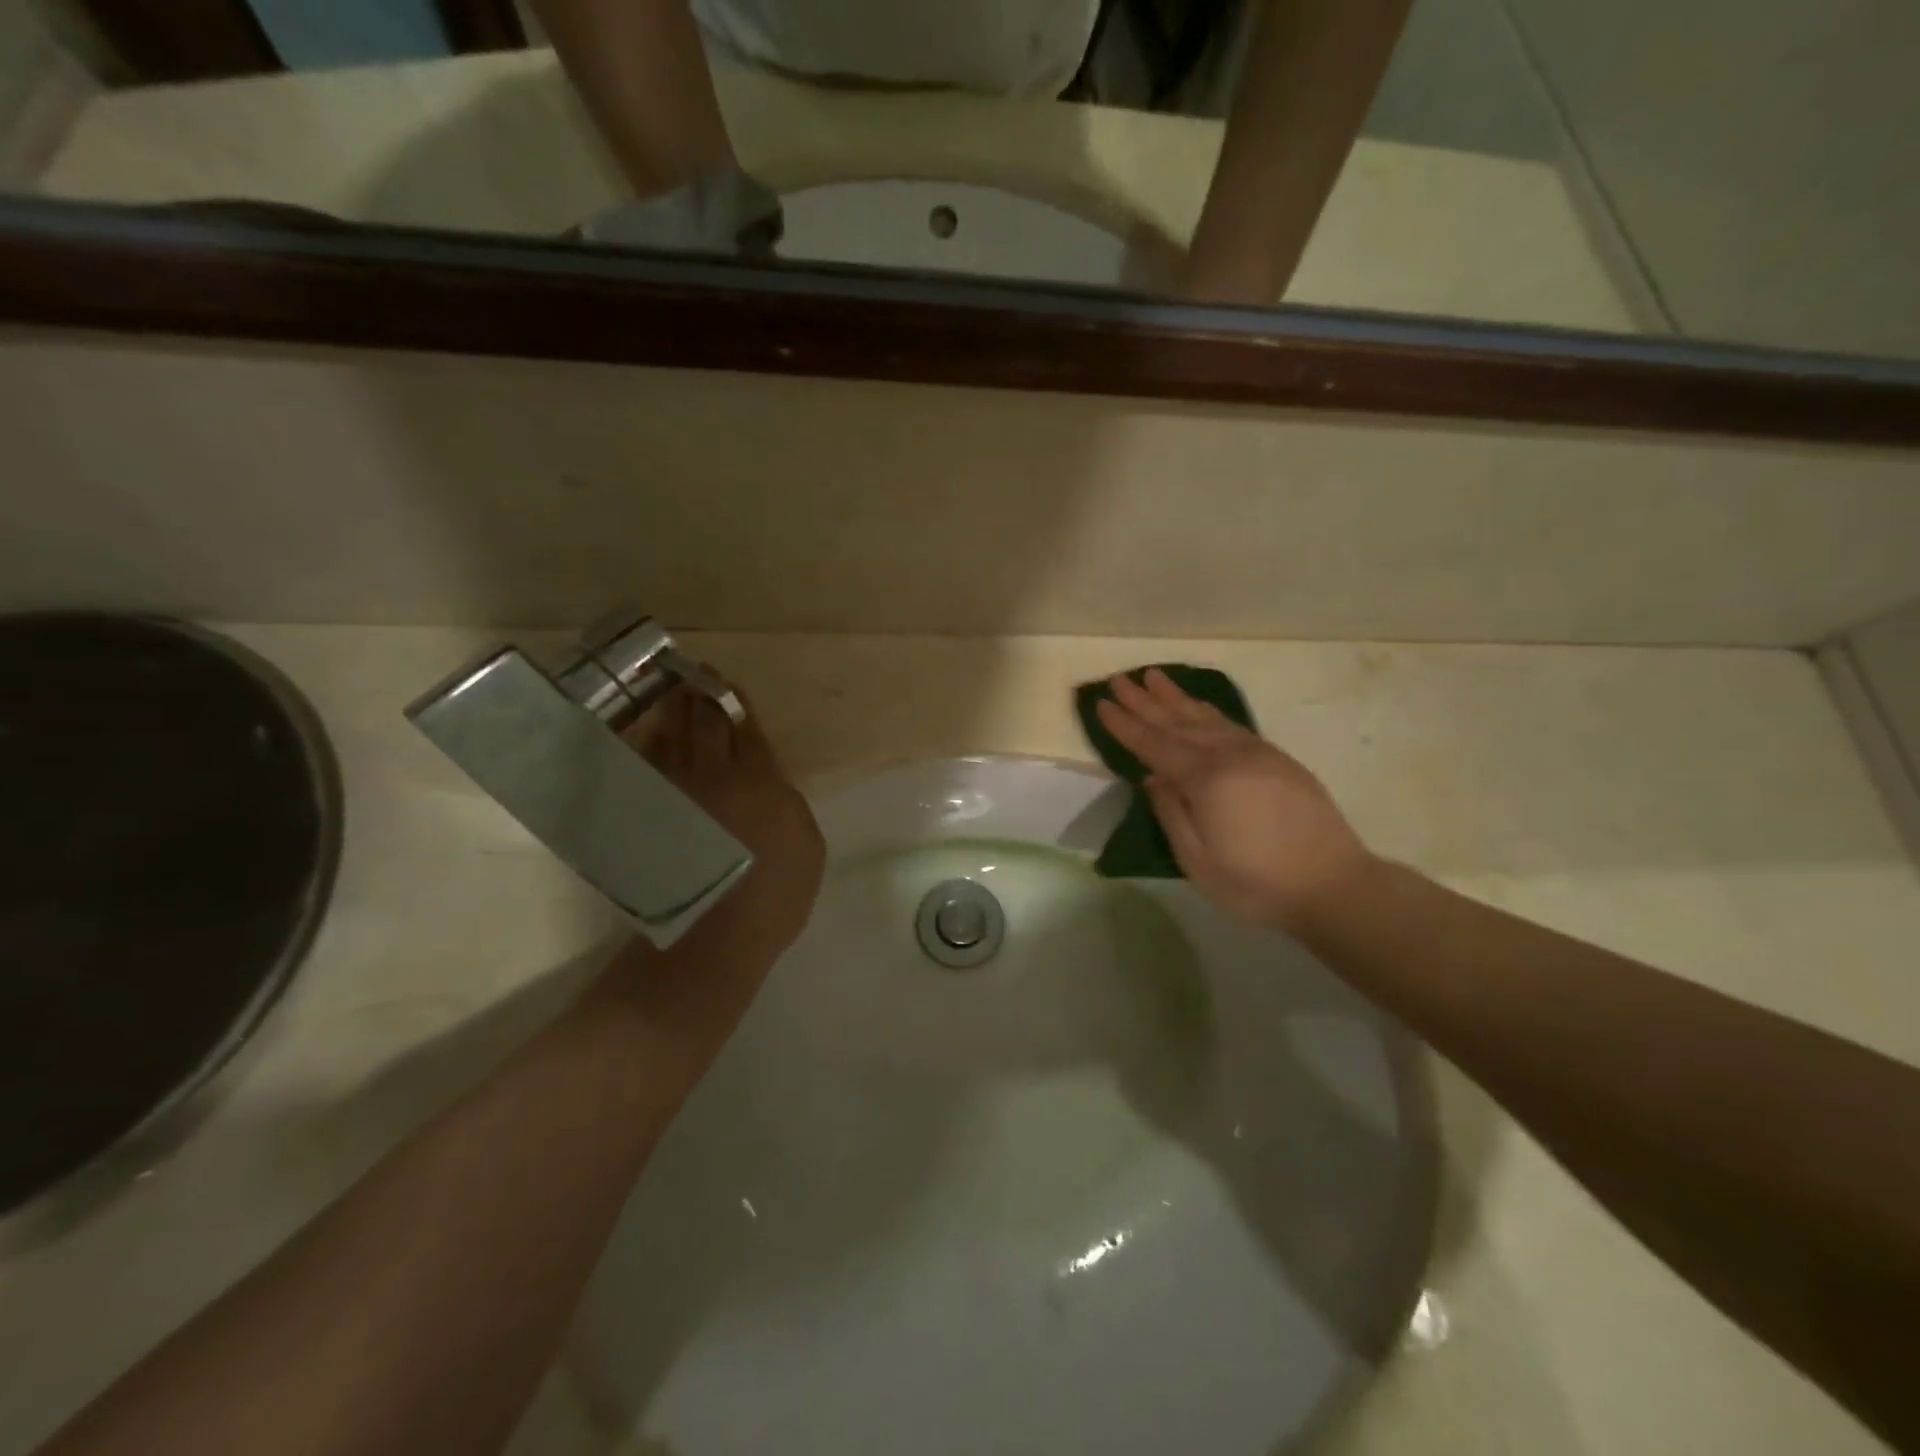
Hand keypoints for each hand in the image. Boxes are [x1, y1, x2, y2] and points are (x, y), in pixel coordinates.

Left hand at [603, 682, 824, 1038]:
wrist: (715, 937)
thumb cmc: (774, 896)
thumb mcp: (808, 845)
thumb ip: (788, 801)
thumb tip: (768, 780)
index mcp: (761, 780)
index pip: (746, 728)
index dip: (735, 701)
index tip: (723, 682)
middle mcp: (715, 776)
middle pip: (704, 723)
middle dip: (699, 694)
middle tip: (690, 674)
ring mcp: (675, 794)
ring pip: (670, 739)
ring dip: (670, 713)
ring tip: (668, 695)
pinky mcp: (647, 816)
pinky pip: (643, 768)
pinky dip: (645, 747)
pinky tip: (645, 737)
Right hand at [1095, 669, 1374, 931]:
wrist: (1334, 885)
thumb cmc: (1257, 883)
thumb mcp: (1198, 861)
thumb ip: (1170, 814)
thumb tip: (1152, 778)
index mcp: (1206, 779)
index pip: (1154, 745)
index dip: (1125, 725)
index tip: (1101, 703)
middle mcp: (1229, 755)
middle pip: (1178, 722)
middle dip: (1144, 700)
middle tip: (1119, 678)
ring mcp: (1257, 753)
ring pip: (1206, 717)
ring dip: (1176, 697)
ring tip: (1153, 677)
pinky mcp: (1277, 759)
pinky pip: (1231, 724)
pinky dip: (1208, 710)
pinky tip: (1198, 706)